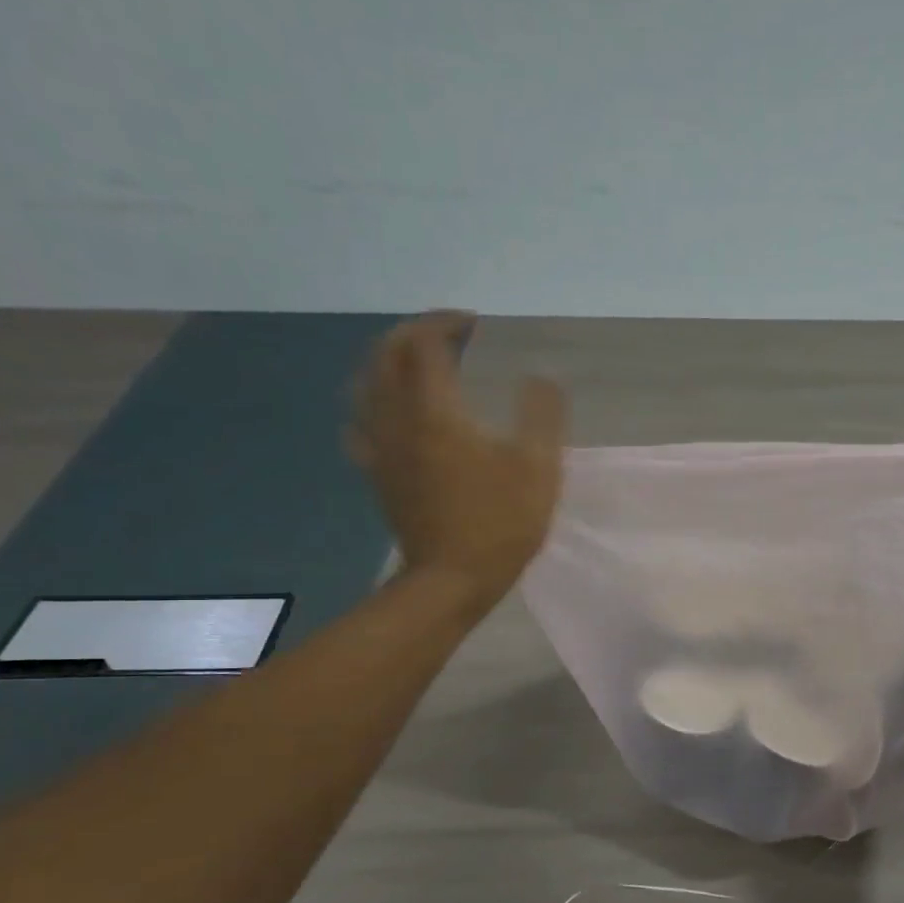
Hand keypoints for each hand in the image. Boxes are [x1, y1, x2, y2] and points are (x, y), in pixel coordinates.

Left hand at [348, 312, 567, 601]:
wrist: (451, 579)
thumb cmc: (500, 522)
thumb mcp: (538, 468)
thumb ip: (542, 416)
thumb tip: (542, 378)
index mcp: (435, 411)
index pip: (425, 343)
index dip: (446, 323)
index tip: (476, 325)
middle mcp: (396, 418)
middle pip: (386, 354)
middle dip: (413, 333)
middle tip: (447, 334)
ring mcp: (380, 446)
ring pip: (366, 383)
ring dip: (388, 359)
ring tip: (416, 362)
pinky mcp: (377, 471)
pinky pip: (361, 420)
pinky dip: (374, 400)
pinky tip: (390, 410)